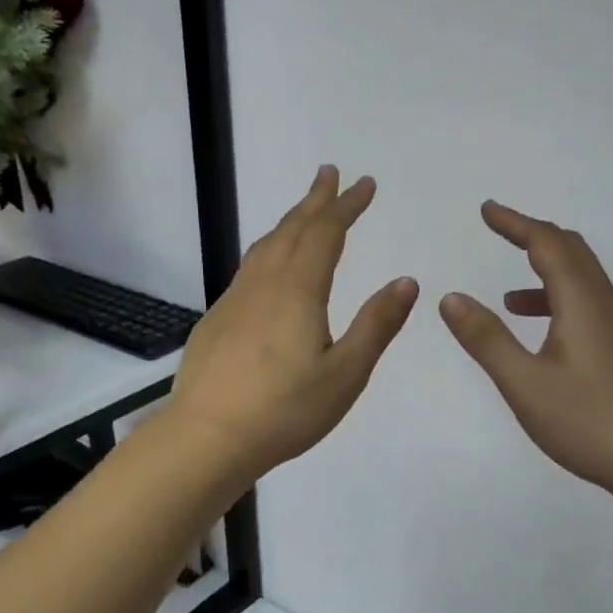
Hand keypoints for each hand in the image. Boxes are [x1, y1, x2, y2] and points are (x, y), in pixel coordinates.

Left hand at [169, 166, 417, 484]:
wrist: (206, 438)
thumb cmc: (284, 410)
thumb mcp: (345, 374)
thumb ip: (376, 325)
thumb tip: (406, 281)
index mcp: (298, 291)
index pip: (325, 233)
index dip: (346, 205)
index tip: (364, 183)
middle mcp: (263, 284)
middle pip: (291, 229)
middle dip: (315, 200)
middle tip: (331, 174)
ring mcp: (235, 300)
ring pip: (265, 246)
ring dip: (289, 221)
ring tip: (304, 211)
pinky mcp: (217, 320)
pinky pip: (249, 268)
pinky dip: (269, 249)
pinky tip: (270, 266)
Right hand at [440, 201, 612, 504]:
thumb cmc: (590, 421)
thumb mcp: (525, 382)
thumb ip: (486, 338)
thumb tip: (451, 298)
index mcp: (581, 301)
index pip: (546, 243)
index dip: (515, 223)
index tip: (486, 210)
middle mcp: (604, 304)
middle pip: (571, 251)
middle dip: (532, 236)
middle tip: (499, 231)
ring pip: (581, 281)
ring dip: (544, 273)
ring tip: (507, 297)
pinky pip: (587, 307)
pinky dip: (557, 303)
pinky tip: (541, 337)